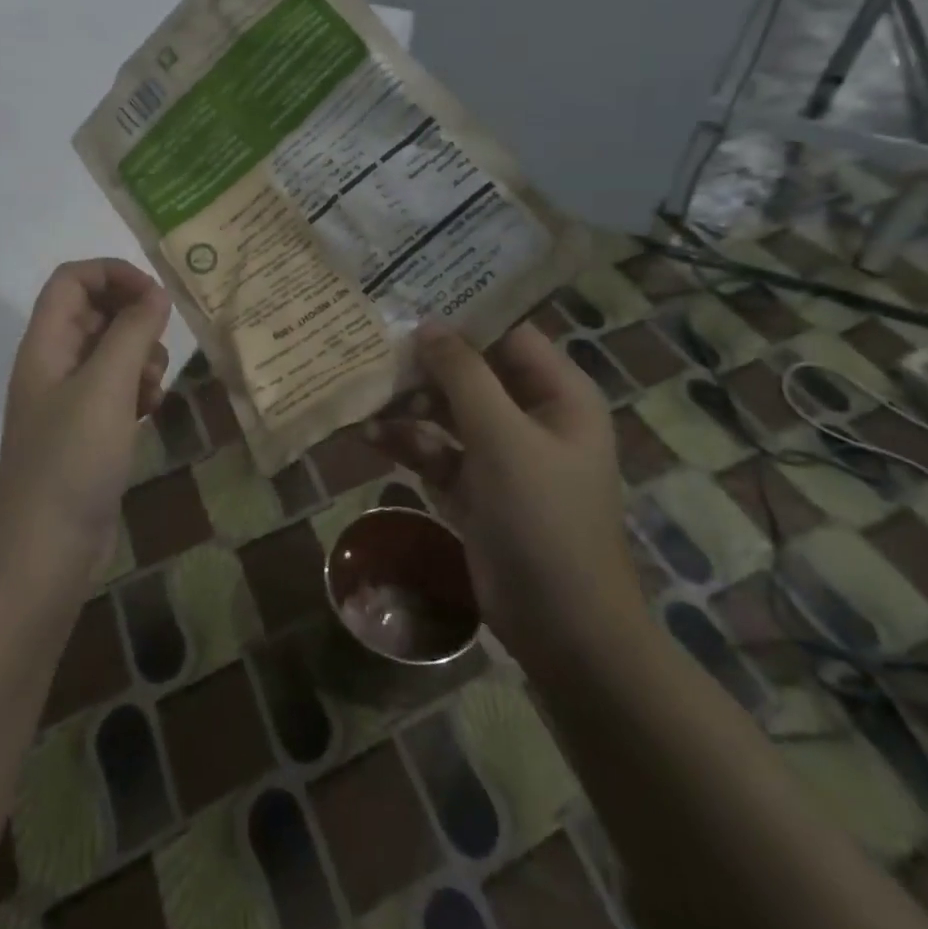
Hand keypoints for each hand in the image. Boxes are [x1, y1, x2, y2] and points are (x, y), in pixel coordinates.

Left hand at [0, 259, 172, 576]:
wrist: (47, 549)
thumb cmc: (72, 459)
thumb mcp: (106, 387)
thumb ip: (132, 333)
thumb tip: (156, 294)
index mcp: (45, 345)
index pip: (72, 280)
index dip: (113, 274)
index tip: (156, 297)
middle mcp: (54, 365)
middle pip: (94, 313)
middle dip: (134, 320)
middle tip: (159, 345)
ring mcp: (70, 400)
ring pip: (111, 352)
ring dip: (140, 357)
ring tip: (154, 386)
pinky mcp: (88, 431)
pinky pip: (117, 389)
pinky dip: (138, 389)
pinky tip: (152, 410)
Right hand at [370, 320, 645, 664]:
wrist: (563, 627)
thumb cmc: (543, 518)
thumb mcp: (502, 438)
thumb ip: (463, 376)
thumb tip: (427, 325)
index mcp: (557, 394)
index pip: (507, 335)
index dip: (460, 317)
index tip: (407, 300)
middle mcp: (531, 416)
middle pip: (471, 374)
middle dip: (423, 366)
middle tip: (370, 347)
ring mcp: (501, 456)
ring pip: (447, 414)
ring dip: (408, 407)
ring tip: (363, 396)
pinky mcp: (475, 490)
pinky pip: (437, 453)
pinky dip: (408, 445)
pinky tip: (370, 437)